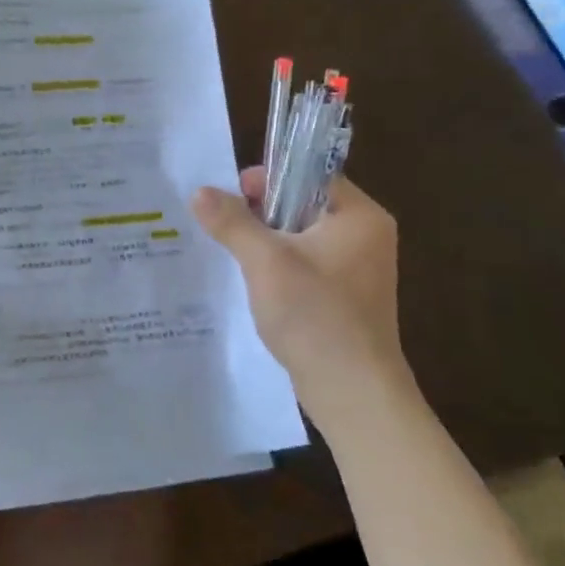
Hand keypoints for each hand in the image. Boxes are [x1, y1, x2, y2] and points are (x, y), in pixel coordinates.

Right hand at [191, 168, 416, 441]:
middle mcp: (365, 236)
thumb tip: (200, 191)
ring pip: (300, 236)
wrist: (353, 391)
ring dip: (265, 241)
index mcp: (359, 217)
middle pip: (303, 204)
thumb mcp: (265, 262)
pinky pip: (305, 264)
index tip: (233, 196)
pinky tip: (251, 281)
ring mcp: (357, 269)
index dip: (270, 178)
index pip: (311, 174)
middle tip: (225, 227)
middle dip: (260, 212)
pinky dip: (277, 266)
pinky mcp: (344, 296)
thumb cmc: (316, 315)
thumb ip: (232, 222)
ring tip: (231, 252)